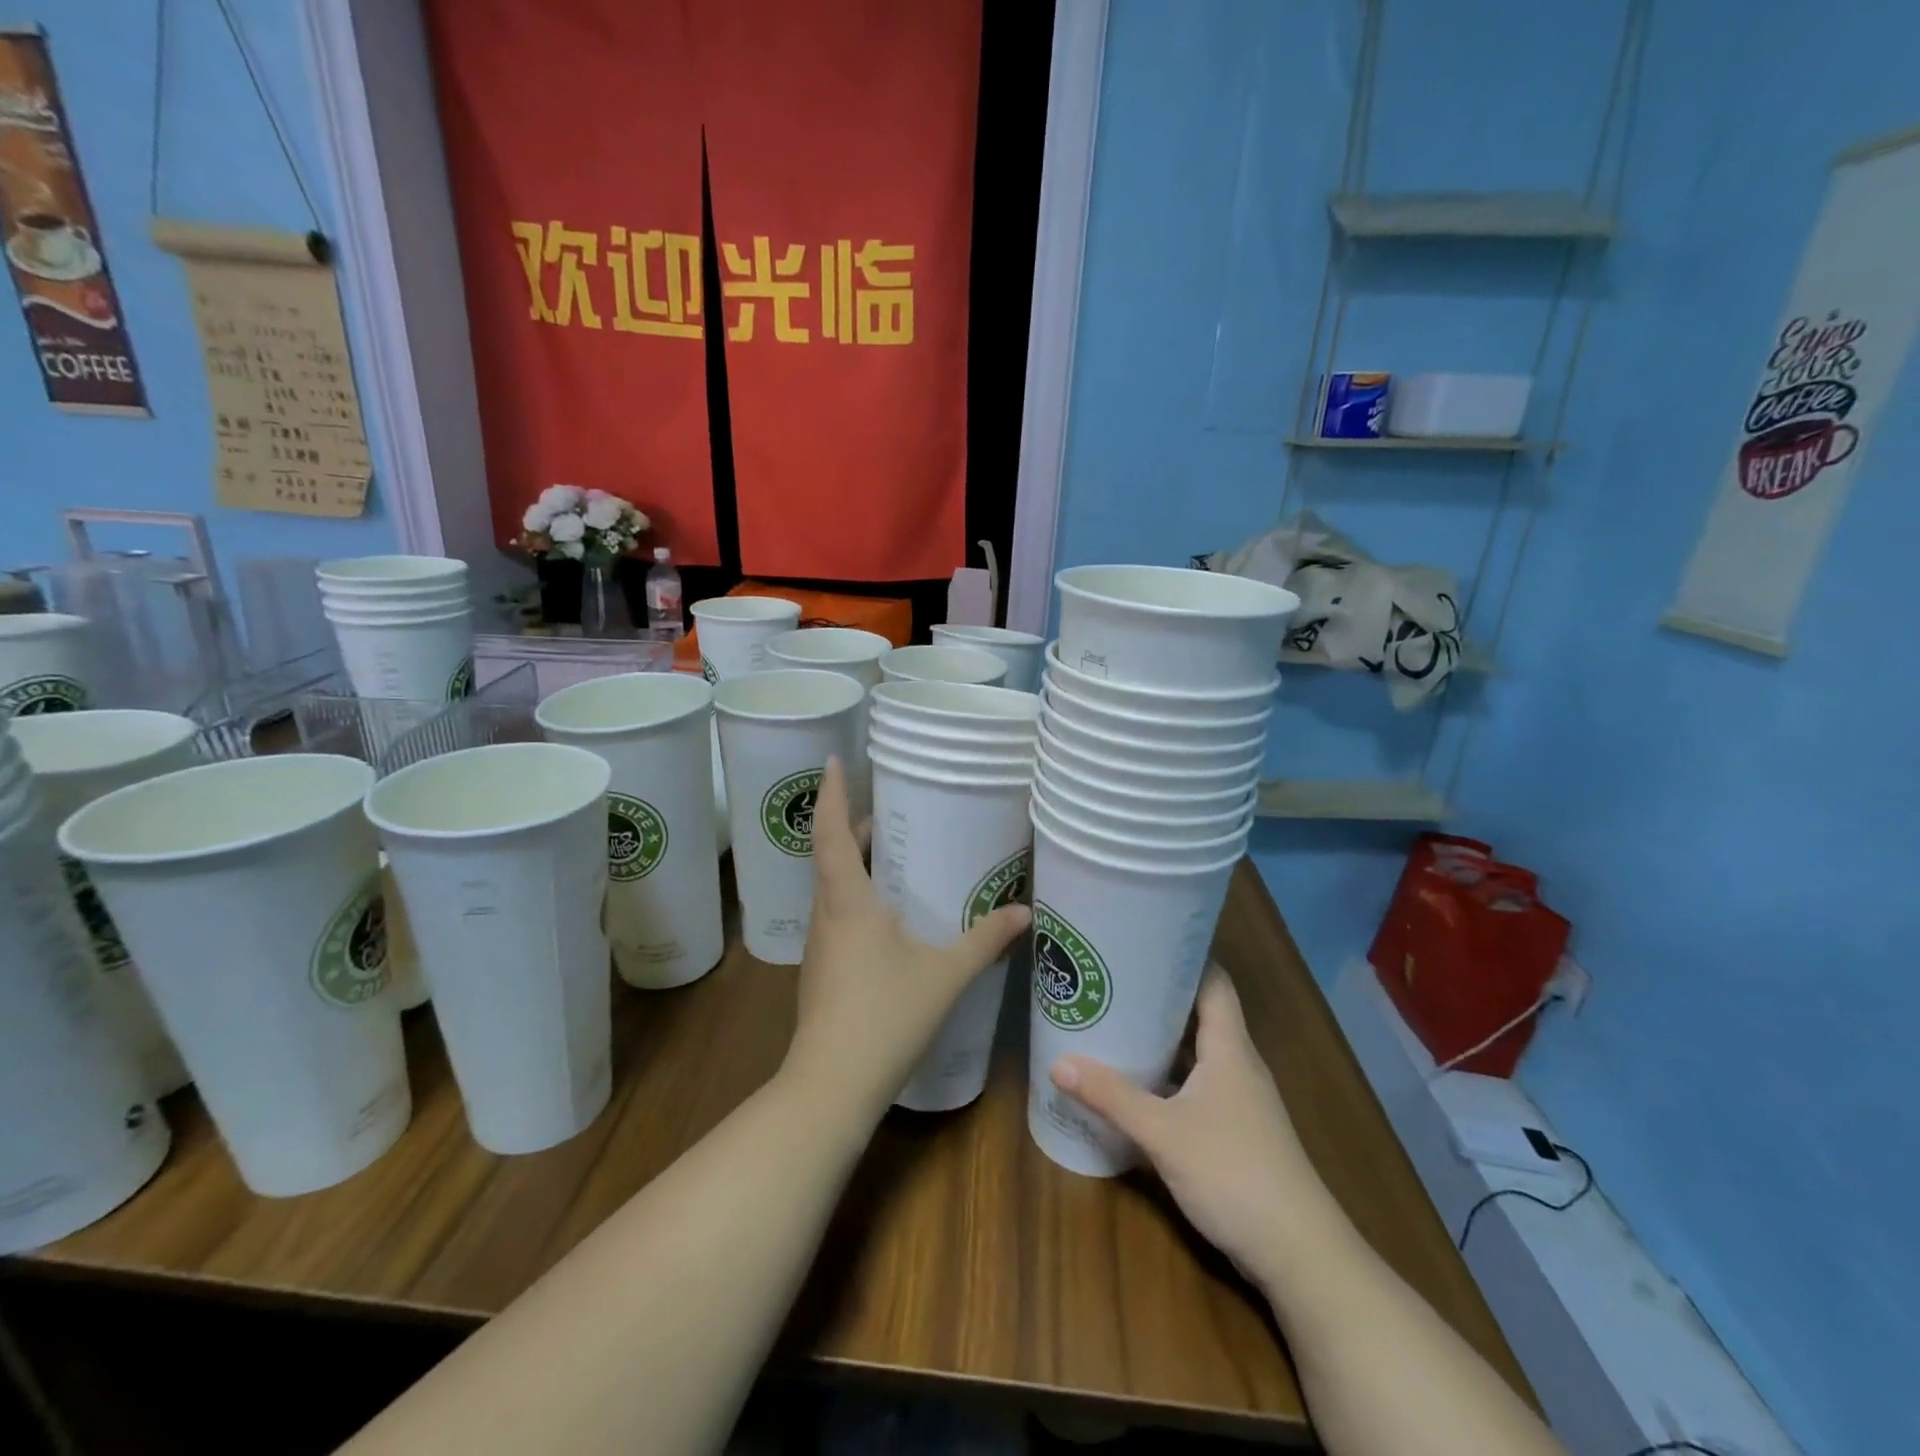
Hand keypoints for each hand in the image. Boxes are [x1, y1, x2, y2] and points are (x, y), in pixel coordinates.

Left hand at [784, 757, 1030, 1120]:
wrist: (832, 1084)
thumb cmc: (885, 1016)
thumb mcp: (945, 975)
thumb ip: (985, 940)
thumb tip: (1025, 912)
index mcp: (848, 900)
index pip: (831, 832)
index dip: (831, 793)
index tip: (832, 760)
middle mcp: (827, 913)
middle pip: (831, 854)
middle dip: (853, 824)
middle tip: (888, 806)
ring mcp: (821, 943)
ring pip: (833, 885)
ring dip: (854, 860)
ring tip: (893, 850)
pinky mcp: (823, 967)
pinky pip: (838, 912)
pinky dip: (858, 893)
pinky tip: (889, 911)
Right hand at [1050, 965, 1336, 1292]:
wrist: (1300, 1254)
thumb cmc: (1234, 1173)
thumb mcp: (1163, 1133)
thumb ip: (1111, 1097)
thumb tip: (1058, 1064)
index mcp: (1229, 1047)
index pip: (1212, 981)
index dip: (1182, 956)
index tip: (1141, 939)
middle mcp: (1237, 1064)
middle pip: (1200, 1012)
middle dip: (1157, 995)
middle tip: (1109, 980)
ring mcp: (1239, 1099)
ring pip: (1197, 1051)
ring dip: (1160, 1038)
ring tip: (1113, 1021)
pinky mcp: (1235, 1130)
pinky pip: (1196, 1084)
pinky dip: (1167, 1075)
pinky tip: (1136, 1084)